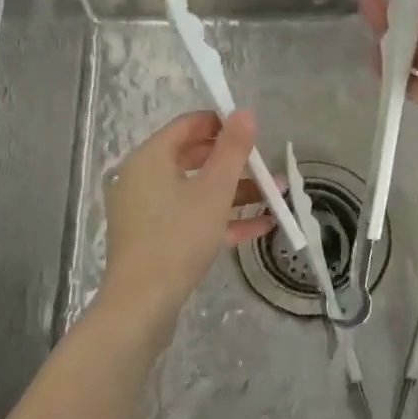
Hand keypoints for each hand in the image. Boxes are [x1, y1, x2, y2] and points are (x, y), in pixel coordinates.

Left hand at [101, 109, 271, 322]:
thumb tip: (245, 113)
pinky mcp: (154, 238)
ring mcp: (147, 210)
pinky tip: (260, 226)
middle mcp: (143, 178)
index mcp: (150, 158)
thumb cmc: (178, 237)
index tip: (254, 133)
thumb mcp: (214, 190)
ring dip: (235, 192)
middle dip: (235, 163)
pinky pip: (191, 217)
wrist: (141, 306)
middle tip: (267, 167)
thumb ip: (232, 149)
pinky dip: (221, 217)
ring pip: (196, 190)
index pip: (188, 125)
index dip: (222, 124)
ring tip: (276, 197)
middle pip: (194, 157)